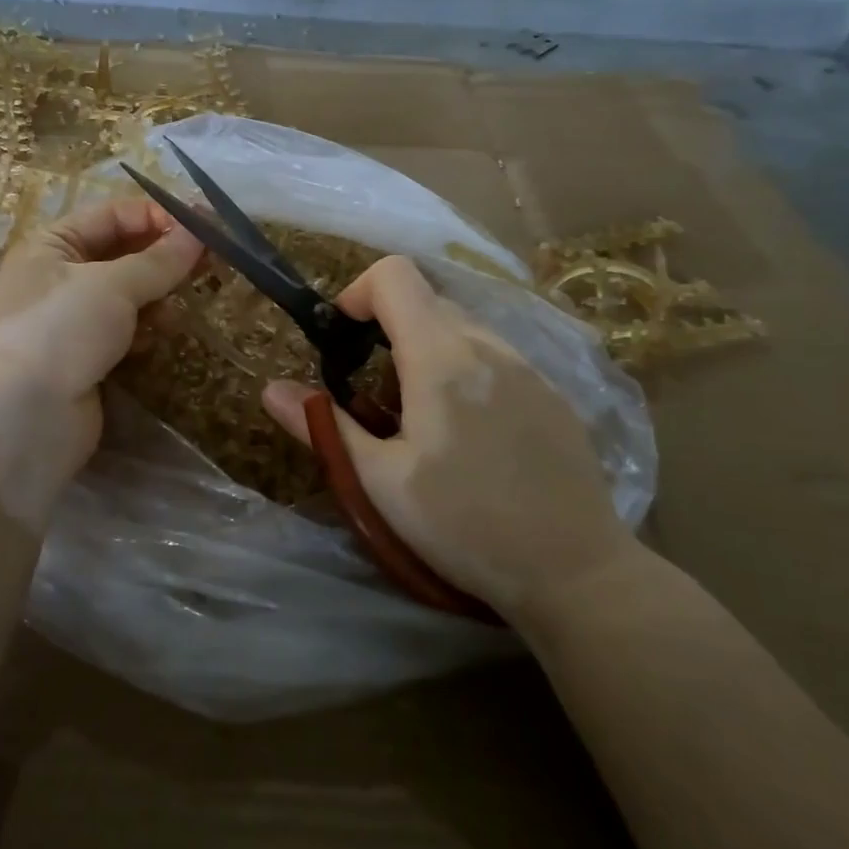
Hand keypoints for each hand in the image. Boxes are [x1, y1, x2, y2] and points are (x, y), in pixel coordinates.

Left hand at [0, 198, 202, 526]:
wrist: (19, 419)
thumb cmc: (59, 330)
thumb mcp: (111, 284)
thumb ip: (159, 260)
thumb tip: (198, 233)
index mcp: (52, 245)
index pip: (112, 215)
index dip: (157, 217)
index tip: (203, 227)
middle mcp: (57, 278)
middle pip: (121, 255)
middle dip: (162, 258)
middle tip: (209, 264)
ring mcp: (70, 323)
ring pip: (126, 297)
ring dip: (155, 297)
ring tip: (180, 307)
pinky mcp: (84, 361)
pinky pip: (123, 333)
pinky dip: (144, 331)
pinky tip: (161, 337)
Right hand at [261, 256, 631, 622]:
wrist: (577, 573)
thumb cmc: (464, 525)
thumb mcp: (380, 482)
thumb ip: (324, 426)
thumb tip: (270, 389)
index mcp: (441, 357)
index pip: (395, 275)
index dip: (358, 293)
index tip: (343, 341)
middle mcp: (489, 345)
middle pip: (427, 300)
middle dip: (387, 328)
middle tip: (373, 393)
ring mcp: (530, 367)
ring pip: (463, 327)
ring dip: (426, 349)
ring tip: (419, 417)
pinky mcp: (553, 394)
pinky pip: (496, 356)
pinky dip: (465, 369)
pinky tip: (471, 435)